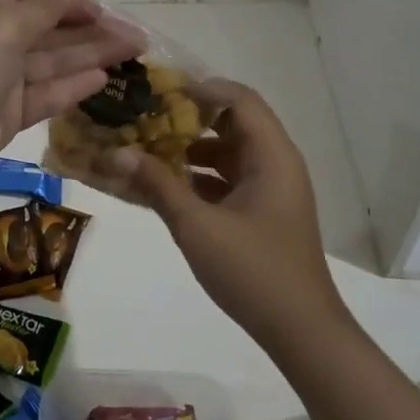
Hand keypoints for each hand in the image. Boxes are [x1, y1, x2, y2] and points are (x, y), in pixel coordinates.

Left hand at [0, 0, 144, 191]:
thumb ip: (40, 7)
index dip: (64, 2)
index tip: (102, 8)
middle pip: (39, 31)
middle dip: (86, 31)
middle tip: (135, 33)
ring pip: (45, 63)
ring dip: (87, 56)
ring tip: (134, 50)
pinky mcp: (0, 117)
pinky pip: (40, 95)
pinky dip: (69, 87)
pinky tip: (102, 79)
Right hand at [92, 79, 343, 350]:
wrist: (301, 332)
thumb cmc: (253, 271)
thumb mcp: (197, 226)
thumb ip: (157, 185)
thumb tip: (118, 152)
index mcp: (272, 156)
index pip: (239, 99)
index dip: (200, 88)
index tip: (159, 90)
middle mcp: (276, 163)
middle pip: (233, 121)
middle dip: (189, 117)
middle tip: (147, 116)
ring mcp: (271, 189)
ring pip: (229, 151)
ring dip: (192, 147)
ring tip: (148, 147)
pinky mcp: (263, 211)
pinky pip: (229, 178)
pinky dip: (200, 175)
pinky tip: (166, 185)